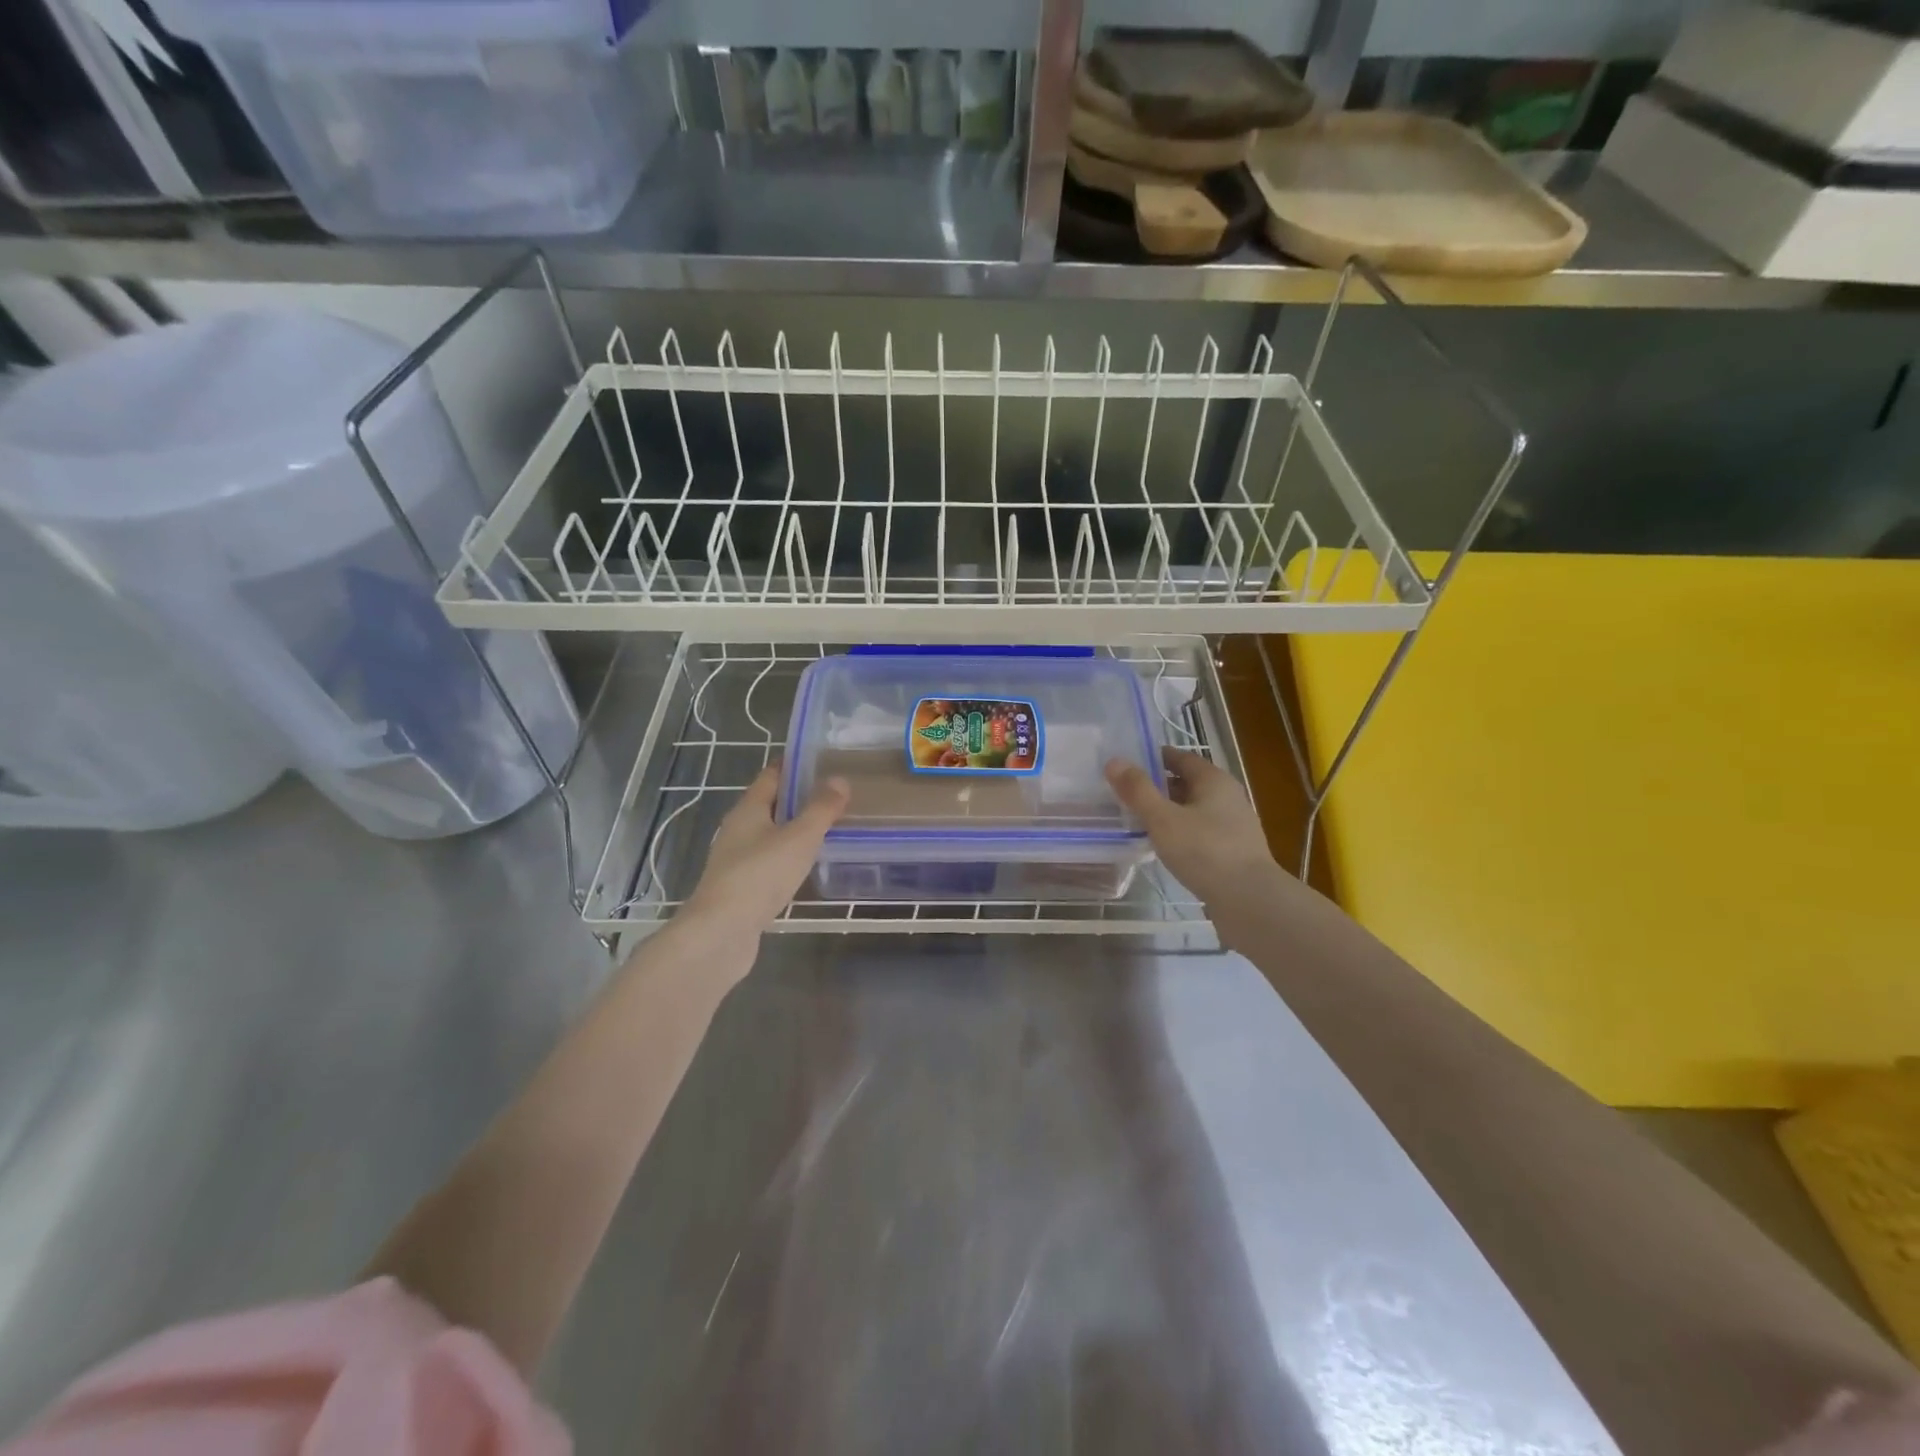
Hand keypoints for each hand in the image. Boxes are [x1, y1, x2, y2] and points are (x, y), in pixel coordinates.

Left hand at [685, 764, 848, 936]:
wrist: (721, 933)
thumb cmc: (760, 875)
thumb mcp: (799, 837)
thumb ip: (821, 809)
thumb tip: (839, 780)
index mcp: (748, 809)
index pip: (772, 776)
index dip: (795, 765)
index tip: (823, 759)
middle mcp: (738, 829)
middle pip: (771, 804)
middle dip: (799, 797)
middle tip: (836, 793)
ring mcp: (737, 860)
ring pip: (770, 834)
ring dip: (795, 829)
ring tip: (829, 827)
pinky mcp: (742, 887)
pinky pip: (770, 861)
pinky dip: (789, 857)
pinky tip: (808, 864)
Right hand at [1105, 747, 1288, 911]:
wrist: (1250, 900)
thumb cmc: (1205, 851)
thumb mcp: (1163, 819)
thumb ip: (1138, 790)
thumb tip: (1114, 761)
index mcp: (1214, 780)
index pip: (1181, 757)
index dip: (1154, 758)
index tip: (1128, 765)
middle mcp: (1228, 796)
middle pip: (1188, 783)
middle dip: (1159, 786)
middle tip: (1127, 793)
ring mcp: (1234, 825)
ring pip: (1194, 809)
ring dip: (1169, 811)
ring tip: (1139, 820)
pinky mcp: (1233, 851)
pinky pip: (1201, 832)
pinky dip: (1181, 832)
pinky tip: (1164, 846)